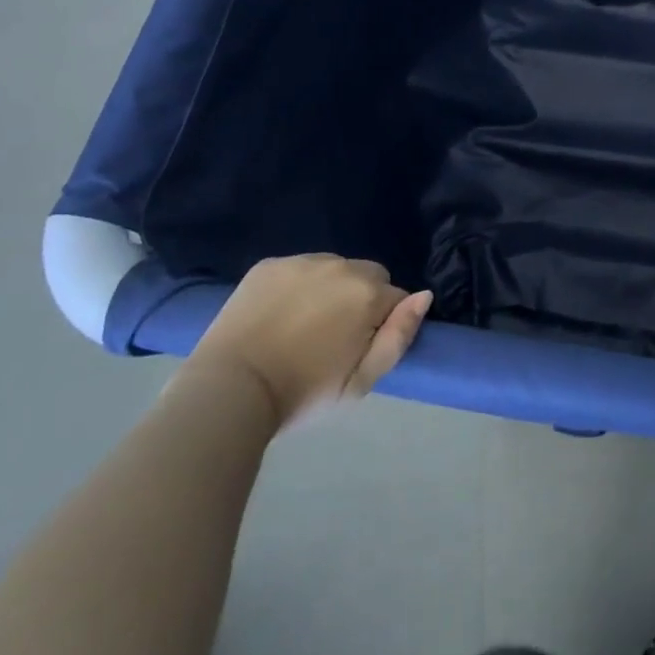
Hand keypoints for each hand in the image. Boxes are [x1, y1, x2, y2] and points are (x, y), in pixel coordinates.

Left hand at [187, 254, 430, 425]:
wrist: (230, 390)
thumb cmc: (303, 393)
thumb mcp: (361, 382)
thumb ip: (398, 337)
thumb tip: (424, 296)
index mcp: (368, 293)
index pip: (396, 298)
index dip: (382, 325)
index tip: (357, 349)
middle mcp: (341, 266)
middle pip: (368, 276)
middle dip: (360, 300)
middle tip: (333, 338)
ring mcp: (302, 261)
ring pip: (334, 269)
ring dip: (329, 290)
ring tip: (303, 327)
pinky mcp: (270, 264)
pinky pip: (298, 268)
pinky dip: (296, 286)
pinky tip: (278, 315)